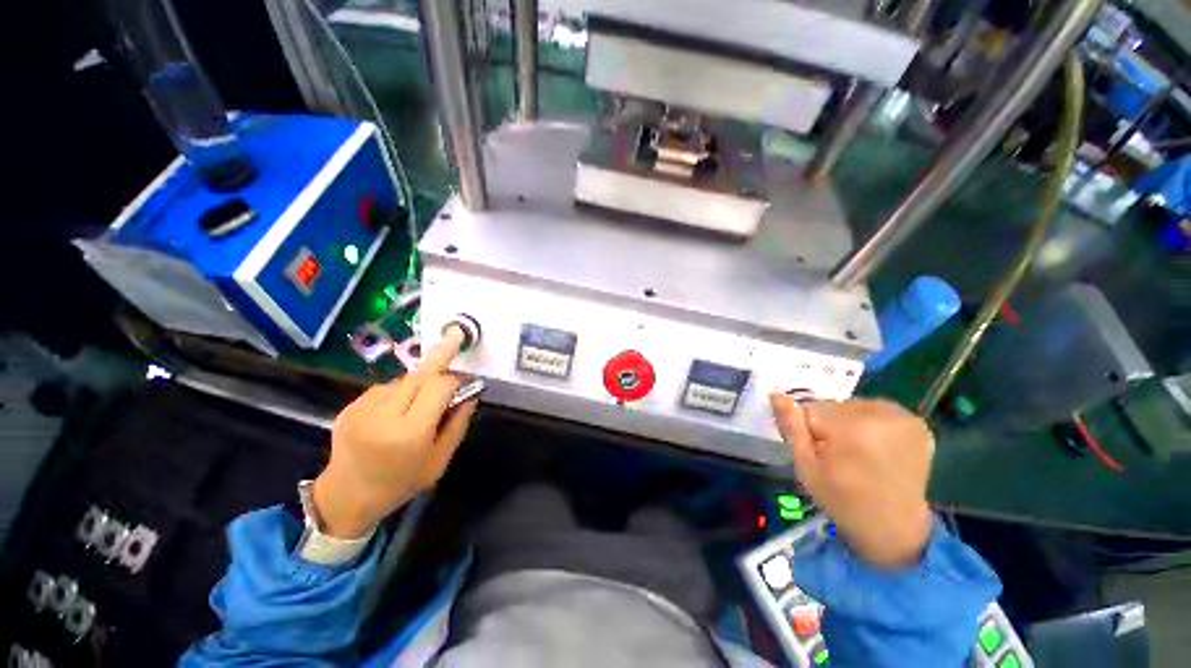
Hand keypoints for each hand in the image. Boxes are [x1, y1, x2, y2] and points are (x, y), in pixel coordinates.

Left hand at [312, 327, 477, 537]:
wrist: (346, 496)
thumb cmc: (401, 482)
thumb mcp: (440, 459)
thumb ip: (458, 423)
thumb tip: (470, 393)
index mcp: (410, 433)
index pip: (439, 387)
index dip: (455, 380)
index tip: (465, 381)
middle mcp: (384, 415)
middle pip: (421, 374)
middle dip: (440, 356)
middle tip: (455, 336)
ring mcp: (362, 409)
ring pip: (403, 379)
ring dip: (419, 383)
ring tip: (418, 404)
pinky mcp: (349, 407)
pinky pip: (385, 388)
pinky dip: (399, 392)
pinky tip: (397, 410)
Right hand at [771, 396, 934, 568]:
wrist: (895, 528)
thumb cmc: (843, 500)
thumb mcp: (806, 467)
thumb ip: (792, 427)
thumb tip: (777, 395)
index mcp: (853, 427)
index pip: (810, 408)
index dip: (809, 430)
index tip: (821, 454)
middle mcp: (883, 414)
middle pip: (834, 406)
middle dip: (829, 425)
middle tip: (839, 457)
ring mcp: (905, 417)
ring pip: (853, 407)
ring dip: (849, 424)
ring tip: (859, 454)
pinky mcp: (918, 423)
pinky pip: (876, 411)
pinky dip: (871, 425)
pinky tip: (877, 448)